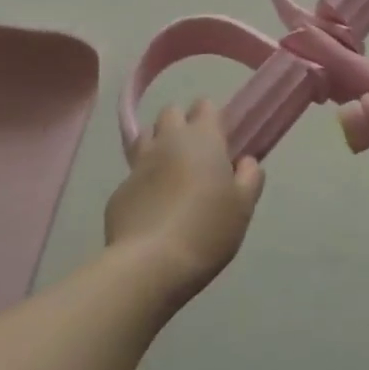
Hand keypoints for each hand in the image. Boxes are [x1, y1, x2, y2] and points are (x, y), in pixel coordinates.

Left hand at [106, 101, 263, 302]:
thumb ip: (250, 176)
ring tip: (170, 173)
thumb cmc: (207, 229)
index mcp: (203, 138)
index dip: (212, 118)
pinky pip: (133, 175)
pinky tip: (152, 207)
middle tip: (195, 154)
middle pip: (170, 112)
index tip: (221, 140)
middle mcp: (168, 142)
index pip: (205, 105)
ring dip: (158, 145)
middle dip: (181, 124)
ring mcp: (139, 165)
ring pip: (145, 137)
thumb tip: (245, 161)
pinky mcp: (119, 191)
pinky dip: (143, 182)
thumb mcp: (244, 205)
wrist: (150, 264)